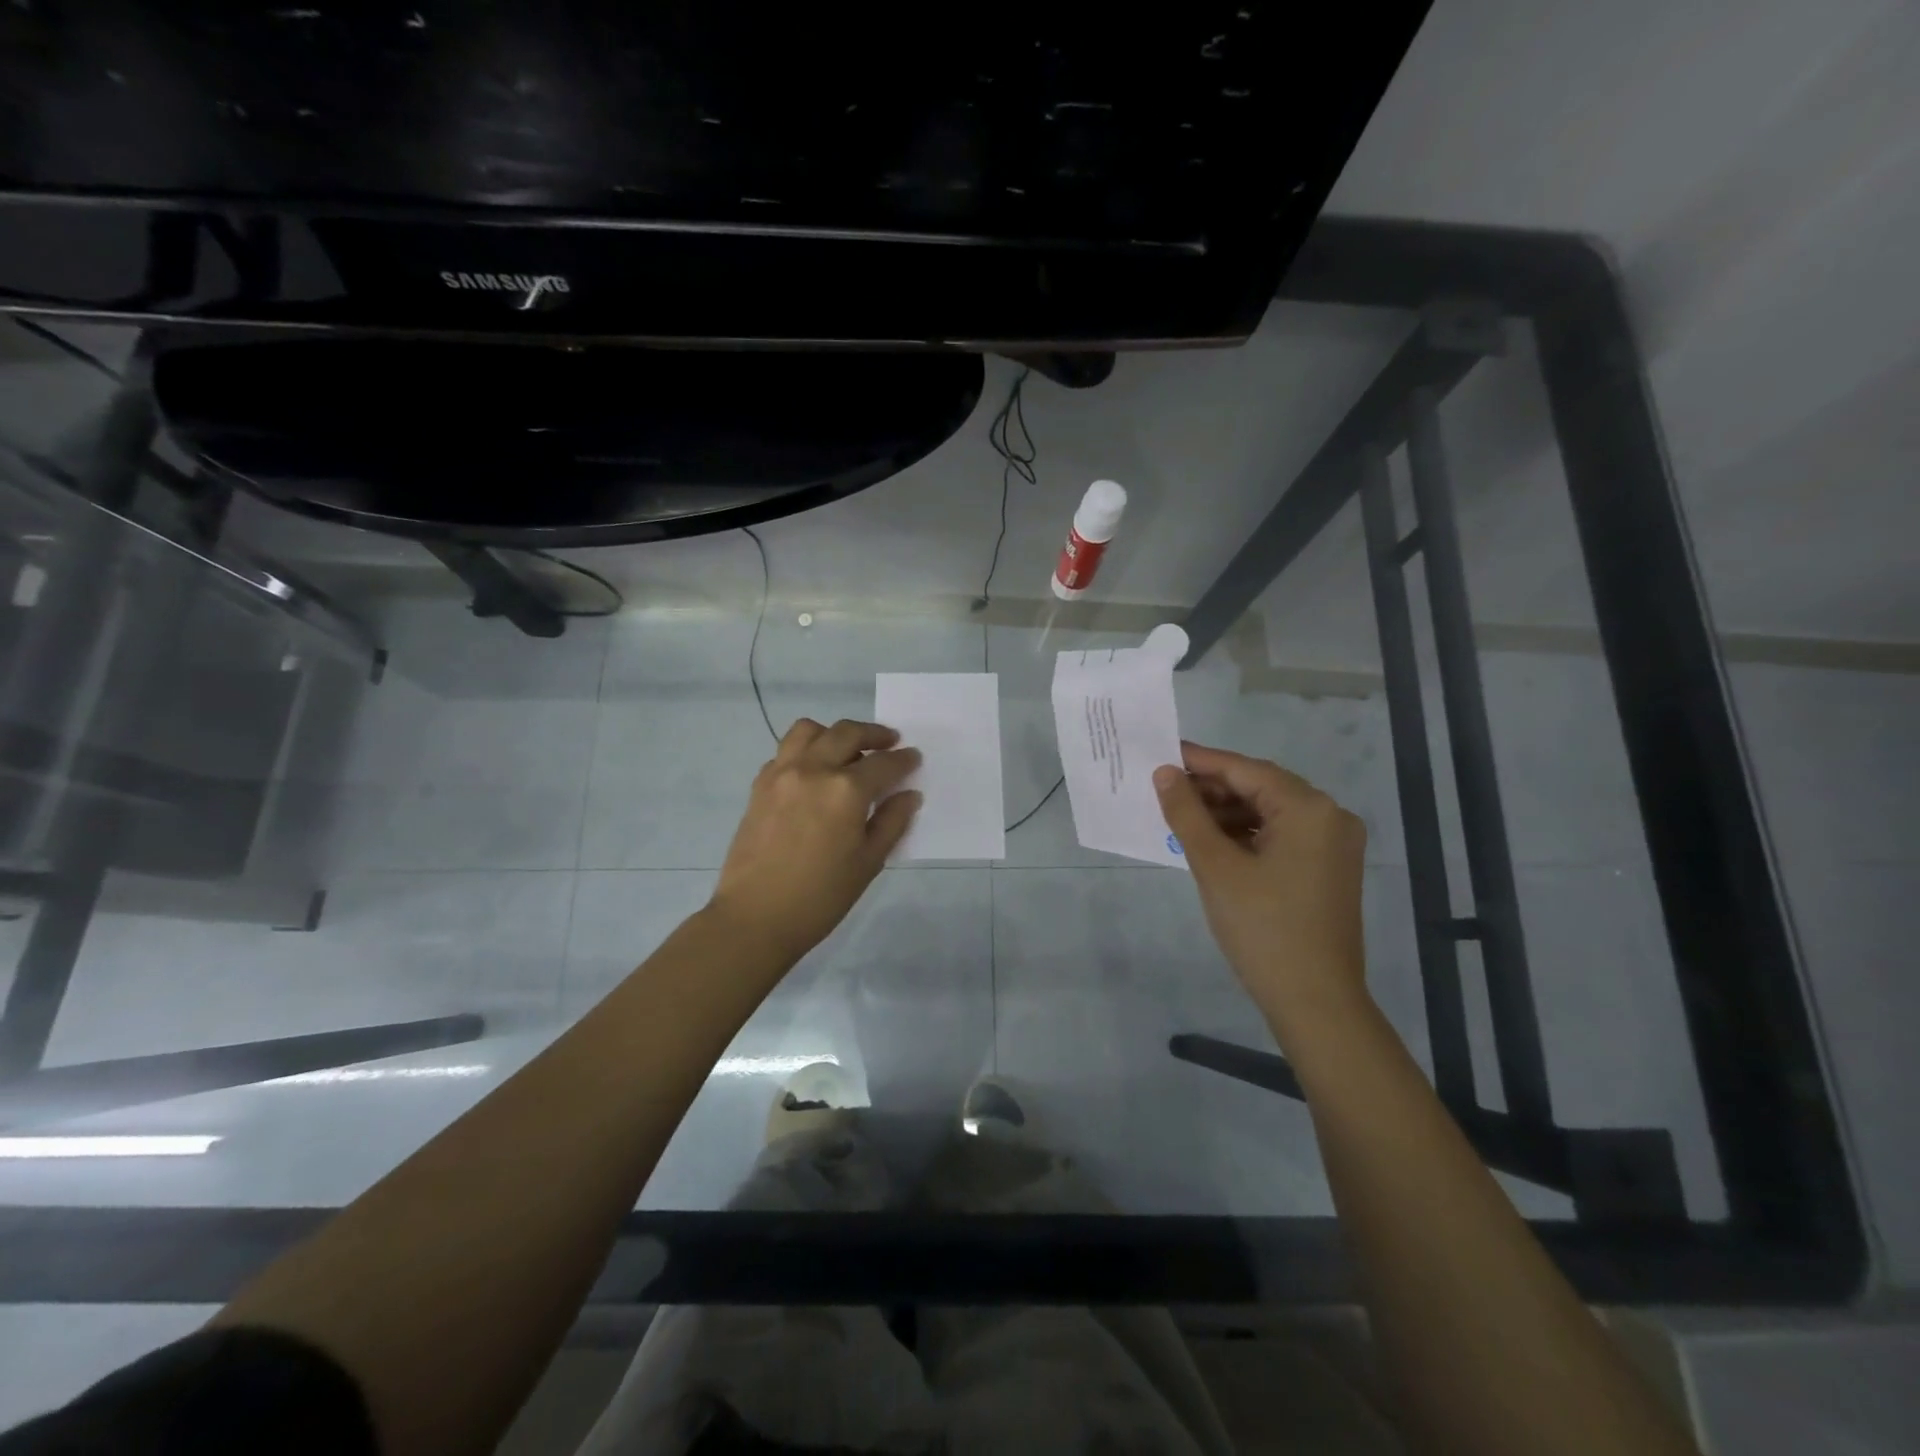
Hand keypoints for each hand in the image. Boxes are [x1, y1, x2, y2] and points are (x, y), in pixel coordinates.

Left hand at [709, 718, 921, 965]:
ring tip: (847, 749)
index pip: (883, 763)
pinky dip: (805, 750)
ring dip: (834, 733)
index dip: (904, 760)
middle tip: (889, 742)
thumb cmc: (821, 896)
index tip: (914, 758)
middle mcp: (813, 769)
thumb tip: (909, 794)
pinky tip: (814, 772)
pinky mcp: (760, 785)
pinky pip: (785, 751)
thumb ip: (892, 822)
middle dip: (874, 734)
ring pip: (810, 730)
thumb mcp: (868, 862)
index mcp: (846, 790)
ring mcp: (782, 773)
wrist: (755, 916)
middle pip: (847, 733)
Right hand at [1154, 742, 1367, 1025]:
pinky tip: (1213, 842)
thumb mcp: (1215, 866)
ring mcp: (1333, 845)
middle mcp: (1330, 817)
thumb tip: (1164, 773)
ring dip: (1227, 813)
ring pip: (1270, 813)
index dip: (1201, 761)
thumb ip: (1187, 814)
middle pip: (1261, 788)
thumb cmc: (1262, 928)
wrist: (1315, 1002)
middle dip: (1212, 789)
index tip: (1162, 754)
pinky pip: (1281, 836)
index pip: (1246, 770)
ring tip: (1182, 819)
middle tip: (1165, 791)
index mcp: (1309, 809)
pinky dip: (1246, 835)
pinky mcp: (1328, 869)